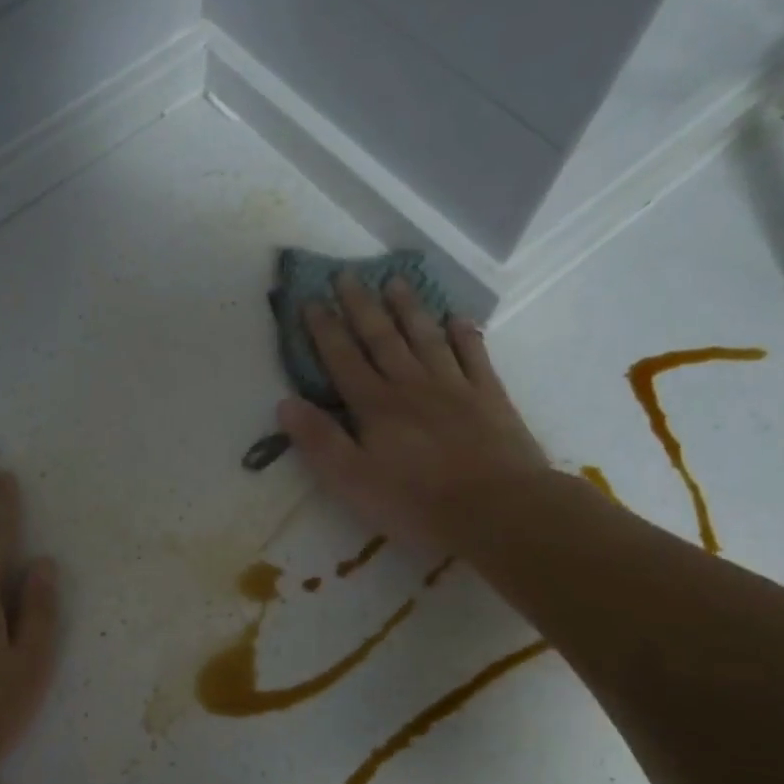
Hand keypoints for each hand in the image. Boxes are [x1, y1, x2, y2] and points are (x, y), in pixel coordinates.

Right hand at [276, 275, 550, 558]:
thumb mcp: (352, 480)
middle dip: (361, 306)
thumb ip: (319, 440)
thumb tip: (285, 403)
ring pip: (426, 337)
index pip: (343, 359)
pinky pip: (474, 355)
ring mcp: (454, 386)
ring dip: (408, 308)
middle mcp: (411, 385)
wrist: (498, 509)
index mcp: (375, 405)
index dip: (324, 330)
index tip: (311, 301)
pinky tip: (457, 318)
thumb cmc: (417, 502)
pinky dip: (464, 334)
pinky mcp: (489, 397)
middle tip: (347, 274)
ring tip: (395, 281)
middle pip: (382, 337)